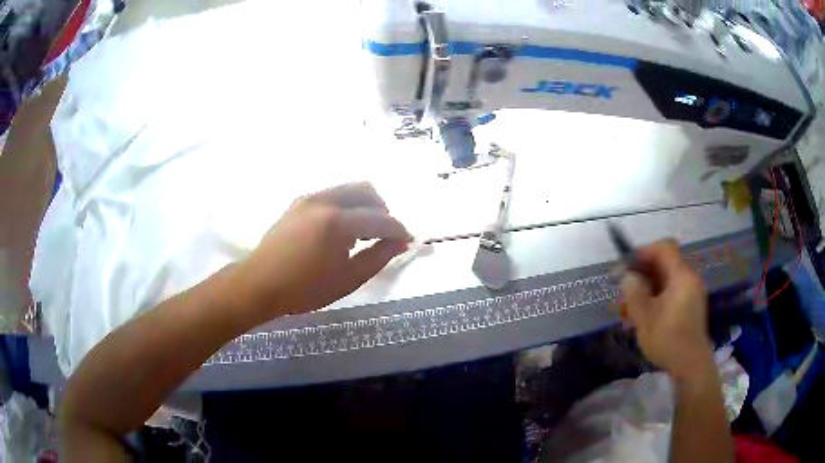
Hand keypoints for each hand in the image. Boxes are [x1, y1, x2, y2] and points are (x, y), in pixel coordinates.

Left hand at [232, 182, 411, 322]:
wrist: (259, 283)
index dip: (398, 230)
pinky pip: (333, 193)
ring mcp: (309, 197)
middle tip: (383, 235)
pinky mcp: (299, 201)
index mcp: (337, 223)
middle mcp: (325, 201)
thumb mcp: (347, 280)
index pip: (380, 218)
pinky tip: (340, 230)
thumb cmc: (304, 290)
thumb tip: (401, 243)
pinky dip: (346, 205)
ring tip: (362, 233)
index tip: (407, 240)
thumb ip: (377, 258)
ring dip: (364, 205)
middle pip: (367, 190)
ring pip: (349, 188)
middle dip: (382, 210)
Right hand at [620, 240, 712, 381]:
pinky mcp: (690, 307)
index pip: (663, 248)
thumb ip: (634, 293)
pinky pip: (671, 294)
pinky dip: (656, 299)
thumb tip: (627, 276)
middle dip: (641, 275)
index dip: (643, 252)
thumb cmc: (668, 339)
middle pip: (664, 265)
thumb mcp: (645, 317)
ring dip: (646, 290)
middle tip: (623, 291)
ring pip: (665, 282)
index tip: (626, 266)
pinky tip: (642, 317)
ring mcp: (691, 293)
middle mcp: (689, 279)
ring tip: (627, 310)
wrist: (690, 366)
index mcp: (681, 276)